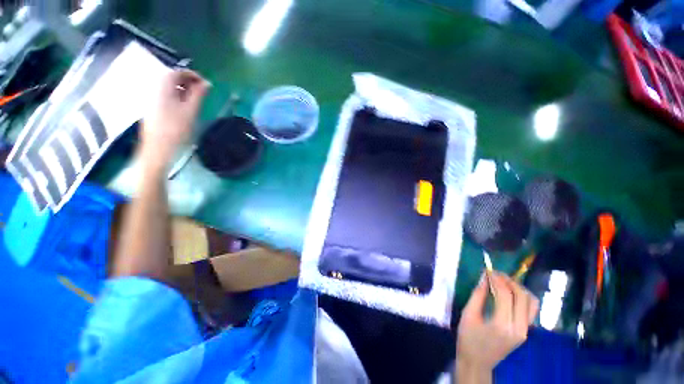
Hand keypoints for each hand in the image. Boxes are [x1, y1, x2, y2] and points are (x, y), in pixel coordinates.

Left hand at [140, 69, 208, 172]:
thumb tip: (207, 83)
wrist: (158, 147)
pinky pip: (165, 95)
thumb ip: (199, 94)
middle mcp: (154, 88)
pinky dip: (177, 96)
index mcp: (163, 86)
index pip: (178, 72)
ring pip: (169, 87)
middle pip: (172, 78)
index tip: (207, 85)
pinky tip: (184, 106)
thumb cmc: (176, 129)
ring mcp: (151, 98)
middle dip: (188, 82)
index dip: (193, 76)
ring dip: (183, 90)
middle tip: (203, 93)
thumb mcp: (191, 110)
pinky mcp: (152, 107)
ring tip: (196, 100)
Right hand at [455, 272, 538, 381]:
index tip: (488, 270)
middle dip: (509, 281)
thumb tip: (484, 277)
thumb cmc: (468, 338)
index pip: (506, 295)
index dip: (497, 279)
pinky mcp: (525, 332)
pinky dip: (523, 297)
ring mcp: (525, 331)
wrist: (477, 362)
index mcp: (502, 325)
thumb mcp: (468, 314)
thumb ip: (478, 295)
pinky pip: (530, 310)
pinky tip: (510, 294)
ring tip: (504, 282)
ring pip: (531, 302)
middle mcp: (519, 328)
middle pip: (522, 296)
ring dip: (519, 288)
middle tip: (495, 274)